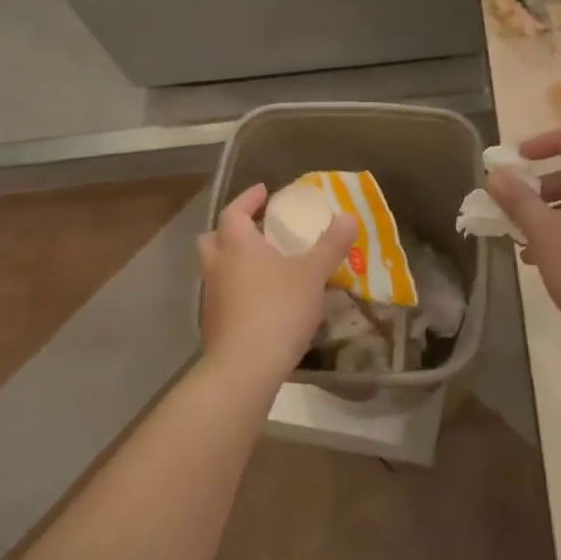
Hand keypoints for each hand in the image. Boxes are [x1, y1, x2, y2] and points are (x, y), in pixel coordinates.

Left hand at [198, 184, 356, 385]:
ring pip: (215, 269)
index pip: (234, 211)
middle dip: (231, 230)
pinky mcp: (214, 326)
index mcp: (238, 244)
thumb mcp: (313, 273)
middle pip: (213, 239)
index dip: (248, 199)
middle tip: (255, 229)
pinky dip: (237, 290)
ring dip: (233, 262)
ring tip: (263, 267)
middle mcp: (218, 266)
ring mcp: (212, 297)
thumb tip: (349, 216)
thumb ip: (331, 244)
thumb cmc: (278, 308)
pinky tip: (261, 301)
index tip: (263, 191)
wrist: (245, 368)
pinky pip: (223, 296)